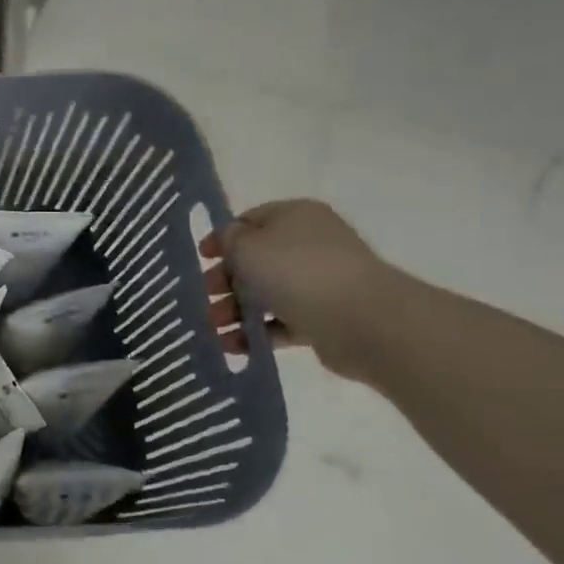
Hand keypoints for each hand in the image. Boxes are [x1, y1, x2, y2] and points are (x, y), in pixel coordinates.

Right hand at [199, 200, 406, 380]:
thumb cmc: (297, 271)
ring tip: (216, 330)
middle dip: (225, 282)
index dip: (221, 239)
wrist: (362, 320)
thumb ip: (230, 240)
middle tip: (206, 298)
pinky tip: (234, 346)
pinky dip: (258, 333)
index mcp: (295, 217)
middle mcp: (310, 244)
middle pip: (255, 261)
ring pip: (267, 294)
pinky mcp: (325, 317)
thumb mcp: (248, 245)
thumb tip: (232, 242)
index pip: (249, 221)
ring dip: (236, 311)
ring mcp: (320, 282)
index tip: (201, 259)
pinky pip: (282, 322)